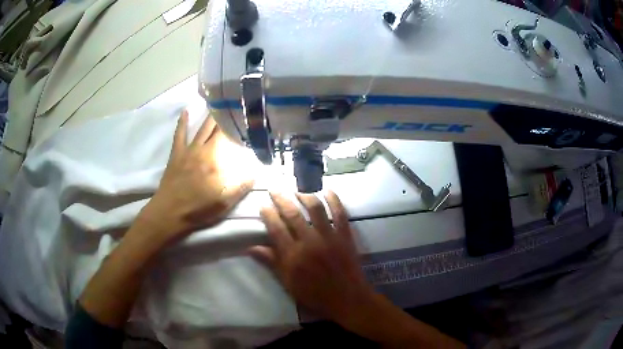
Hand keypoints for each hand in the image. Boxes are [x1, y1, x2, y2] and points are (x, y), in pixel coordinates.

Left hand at [138, 110, 253, 244]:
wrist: (170, 212)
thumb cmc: (198, 209)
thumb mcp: (225, 202)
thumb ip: (241, 185)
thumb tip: (258, 169)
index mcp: (216, 160)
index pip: (232, 139)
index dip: (242, 128)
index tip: (252, 119)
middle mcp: (204, 150)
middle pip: (218, 129)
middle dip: (229, 117)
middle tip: (239, 106)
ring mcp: (189, 150)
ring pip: (202, 128)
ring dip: (211, 116)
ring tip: (220, 103)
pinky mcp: (177, 153)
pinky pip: (180, 134)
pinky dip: (182, 122)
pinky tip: (185, 111)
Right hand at [249, 191, 373, 322]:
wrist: (347, 299)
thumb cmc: (315, 295)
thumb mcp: (289, 284)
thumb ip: (272, 263)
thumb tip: (251, 248)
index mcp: (293, 256)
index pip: (276, 229)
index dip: (268, 215)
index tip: (263, 205)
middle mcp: (309, 242)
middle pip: (292, 214)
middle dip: (281, 199)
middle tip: (274, 189)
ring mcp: (329, 237)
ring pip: (315, 209)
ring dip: (305, 195)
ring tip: (297, 189)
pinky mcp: (345, 236)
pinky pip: (340, 214)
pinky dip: (334, 200)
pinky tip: (328, 190)